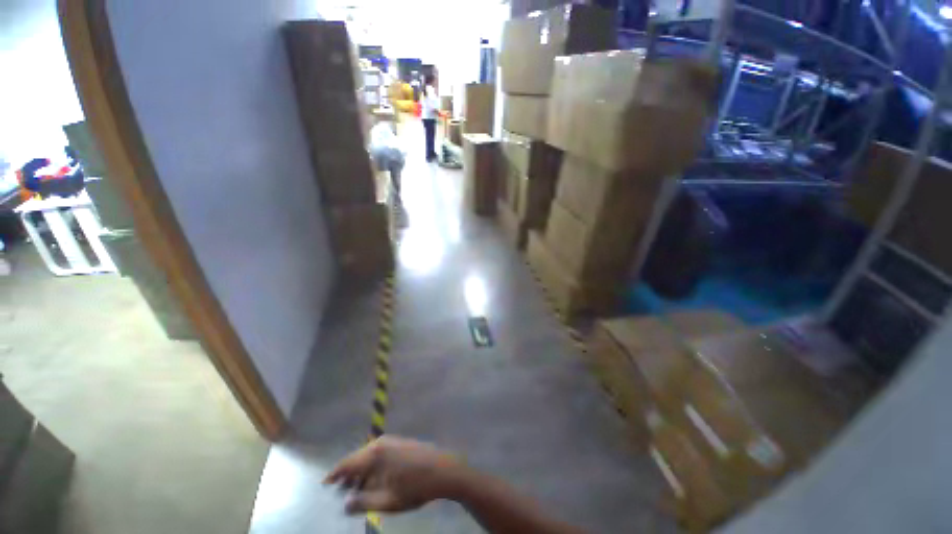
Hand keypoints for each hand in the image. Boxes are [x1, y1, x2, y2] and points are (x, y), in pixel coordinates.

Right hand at [324, 436, 464, 514]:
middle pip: (357, 459)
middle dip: (347, 476)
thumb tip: (344, 503)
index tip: (323, 485)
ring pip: (368, 457)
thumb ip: (363, 503)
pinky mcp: (400, 443)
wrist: (443, 470)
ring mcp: (392, 441)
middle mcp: (381, 443)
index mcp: (375, 454)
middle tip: (338, 493)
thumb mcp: (387, 501)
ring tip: (353, 491)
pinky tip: (373, 481)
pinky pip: (379, 455)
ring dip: (360, 473)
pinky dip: (372, 468)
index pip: (347, 463)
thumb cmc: (415, 487)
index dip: (334, 475)